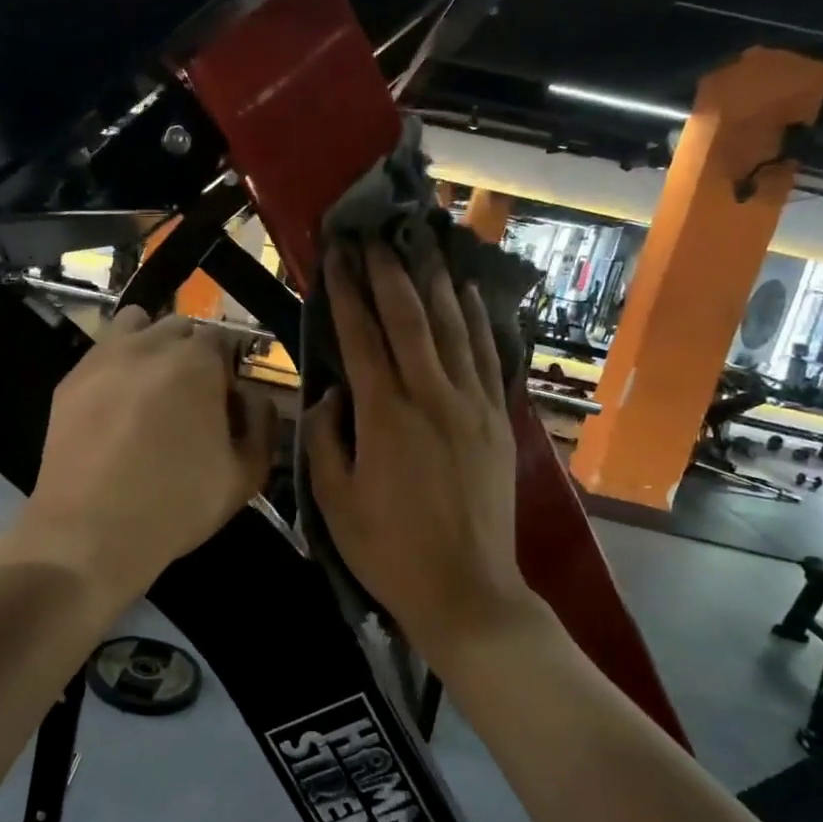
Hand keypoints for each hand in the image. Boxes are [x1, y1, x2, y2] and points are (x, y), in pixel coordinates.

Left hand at [16, 307, 277, 602]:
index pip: (222, 341)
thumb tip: (254, 398)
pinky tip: (115, 408)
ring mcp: (104, 358)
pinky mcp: (69, 380)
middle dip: (190, 355)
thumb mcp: (246, 475)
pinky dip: (116, 367)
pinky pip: (102, 354)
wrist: (90, 532)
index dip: (227, 373)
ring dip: (151, 346)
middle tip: (189, 402)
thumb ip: (263, 424)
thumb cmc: (177, 504)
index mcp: (198, 362)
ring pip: (135, 326)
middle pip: (179, 329)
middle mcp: (150, 345)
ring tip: (150, 391)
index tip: (224, 408)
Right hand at [304, 245, 532, 657]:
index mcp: (385, 416)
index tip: (338, 253)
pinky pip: (489, 357)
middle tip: (376, 232)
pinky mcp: (498, 420)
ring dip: (436, 281)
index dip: (348, 291)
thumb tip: (330, 392)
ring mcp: (473, 405)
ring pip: (454, 328)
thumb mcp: (333, 501)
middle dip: (389, 271)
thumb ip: (324, 438)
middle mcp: (432, 397)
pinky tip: (469, 294)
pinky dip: (477, 320)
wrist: (466, 590)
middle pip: (410, 318)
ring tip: (424, 242)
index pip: (362, 337)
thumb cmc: (388, 550)